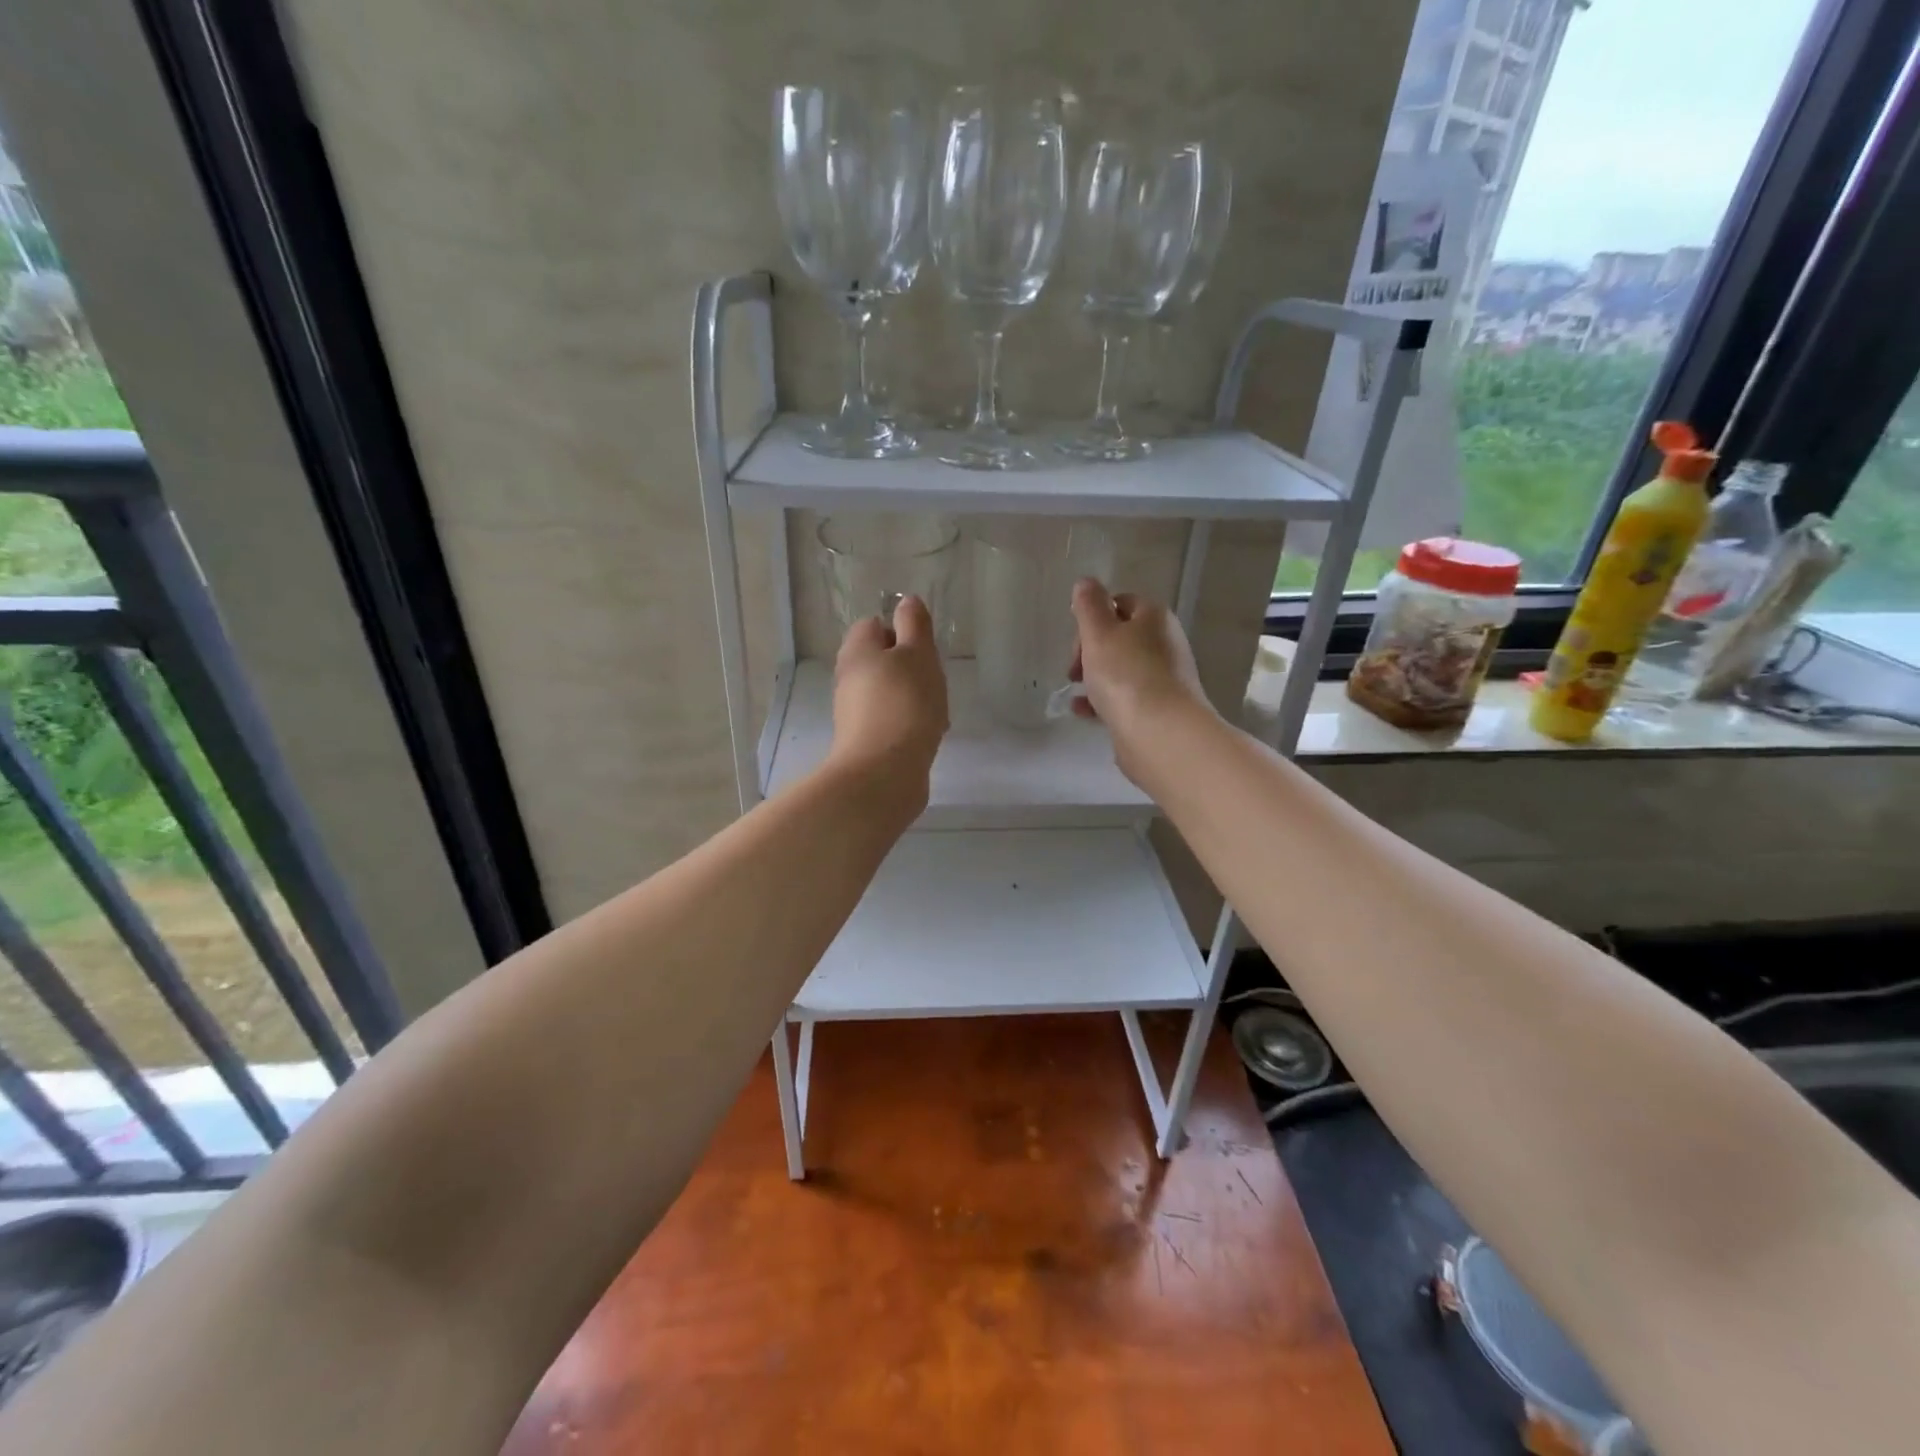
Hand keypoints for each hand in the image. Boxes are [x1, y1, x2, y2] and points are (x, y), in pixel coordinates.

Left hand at [829, 595, 948, 801]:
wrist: (884, 773)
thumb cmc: (904, 704)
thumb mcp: (917, 654)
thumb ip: (914, 625)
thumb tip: (908, 602)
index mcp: (856, 650)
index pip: (874, 624)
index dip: (901, 632)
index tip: (924, 650)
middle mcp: (849, 678)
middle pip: (883, 660)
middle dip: (912, 668)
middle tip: (934, 681)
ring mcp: (854, 712)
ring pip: (890, 692)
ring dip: (915, 698)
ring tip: (936, 713)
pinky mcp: (865, 740)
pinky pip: (892, 721)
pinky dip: (910, 724)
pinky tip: (928, 736)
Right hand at [1069, 579, 1211, 780]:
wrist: (1160, 733)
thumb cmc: (1126, 675)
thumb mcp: (1099, 633)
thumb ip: (1089, 606)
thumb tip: (1086, 582)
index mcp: (1154, 617)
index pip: (1120, 603)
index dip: (1093, 618)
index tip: (1076, 640)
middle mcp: (1164, 643)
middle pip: (1119, 637)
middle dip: (1090, 651)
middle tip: (1073, 670)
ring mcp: (1164, 678)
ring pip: (1121, 669)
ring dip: (1094, 678)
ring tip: (1075, 692)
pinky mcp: (1158, 708)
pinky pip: (1125, 697)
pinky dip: (1103, 701)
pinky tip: (1085, 712)